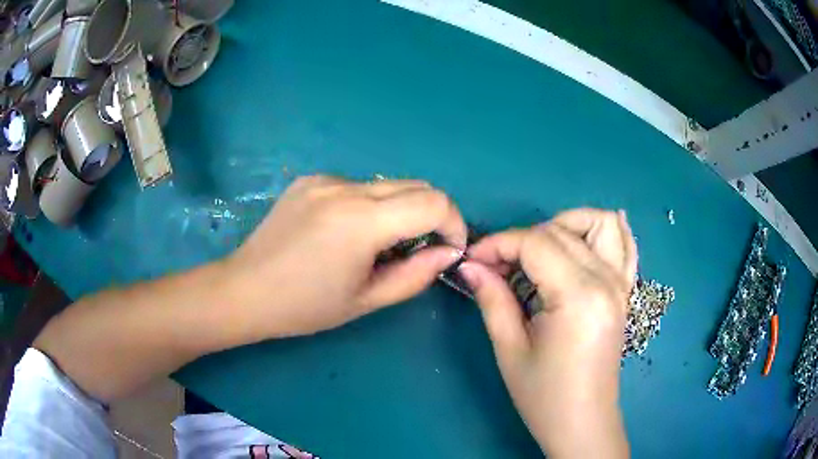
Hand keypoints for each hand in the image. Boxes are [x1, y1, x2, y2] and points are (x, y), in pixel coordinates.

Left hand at [223, 175, 466, 337]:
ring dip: (401, 209)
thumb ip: (416, 275)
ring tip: (381, 243)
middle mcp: (345, 187)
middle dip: (433, 214)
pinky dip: (370, 205)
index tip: (449, 249)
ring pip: (388, 184)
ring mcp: (324, 178)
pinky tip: (347, 232)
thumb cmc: (304, 306)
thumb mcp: (366, 300)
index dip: (454, 223)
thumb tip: (448, 252)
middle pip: (417, 185)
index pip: (435, 202)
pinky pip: (357, 186)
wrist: (245, 290)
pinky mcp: (309, 179)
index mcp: (361, 221)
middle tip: (421, 248)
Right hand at [460, 209, 636, 457]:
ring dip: (567, 225)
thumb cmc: (544, 395)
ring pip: (602, 223)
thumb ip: (492, 299)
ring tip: (541, 251)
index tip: (473, 260)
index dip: (498, 244)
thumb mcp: (510, 349)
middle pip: (561, 231)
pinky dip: (607, 231)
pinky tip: (588, 236)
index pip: (535, 243)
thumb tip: (471, 266)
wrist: (582, 421)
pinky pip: (626, 246)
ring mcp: (622, 284)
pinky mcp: (625, 292)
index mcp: (579, 296)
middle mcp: (606, 280)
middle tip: (497, 266)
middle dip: (521, 239)